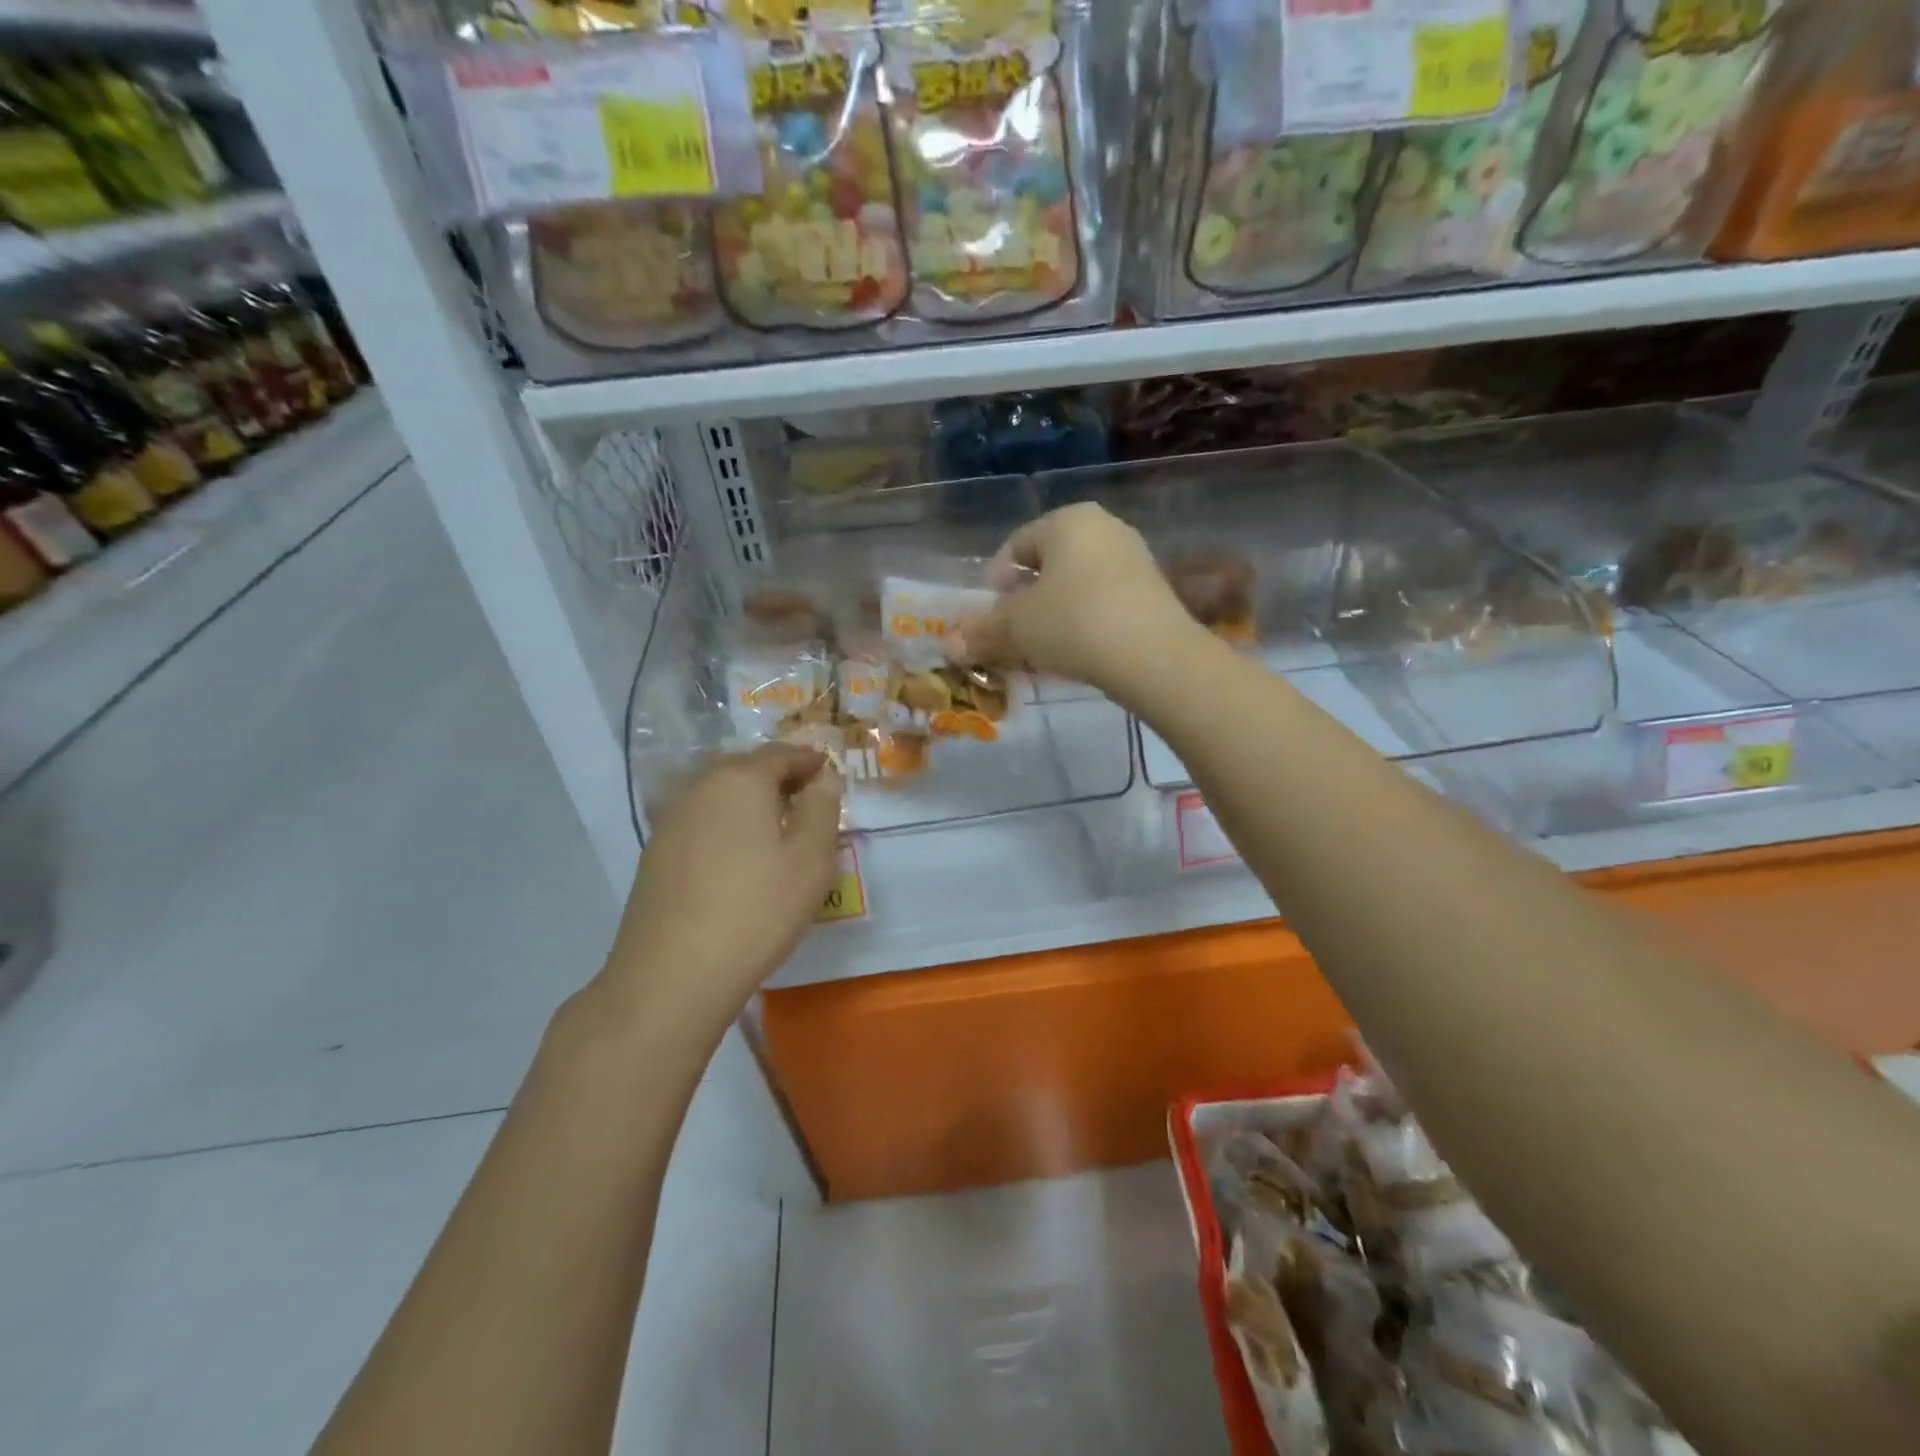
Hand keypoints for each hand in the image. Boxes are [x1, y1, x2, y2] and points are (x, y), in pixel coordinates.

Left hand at [599, 744, 842, 1032]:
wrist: (672, 975)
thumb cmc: (757, 909)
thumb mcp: (811, 859)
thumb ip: (822, 808)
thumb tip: (823, 778)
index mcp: (740, 780)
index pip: (781, 754)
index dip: (809, 760)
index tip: (829, 772)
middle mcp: (700, 789)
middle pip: (745, 769)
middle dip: (778, 778)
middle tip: (807, 800)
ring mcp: (671, 822)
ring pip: (720, 797)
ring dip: (750, 803)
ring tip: (777, 831)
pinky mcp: (656, 856)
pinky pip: (702, 825)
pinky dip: (726, 828)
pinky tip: (739, 860)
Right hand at [951, 503, 1203, 698]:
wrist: (1154, 655)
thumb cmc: (1073, 622)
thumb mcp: (1017, 628)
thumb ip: (982, 633)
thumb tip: (949, 645)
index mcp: (1068, 521)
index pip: (1017, 544)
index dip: (996, 579)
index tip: (989, 613)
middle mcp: (1104, 528)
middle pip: (1050, 564)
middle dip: (1026, 599)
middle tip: (1012, 633)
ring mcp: (1135, 559)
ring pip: (1078, 585)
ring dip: (1054, 613)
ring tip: (1043, 647)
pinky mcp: (1154, 591)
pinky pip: (1105, 602)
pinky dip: (1085, 622)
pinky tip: (1078, 652)